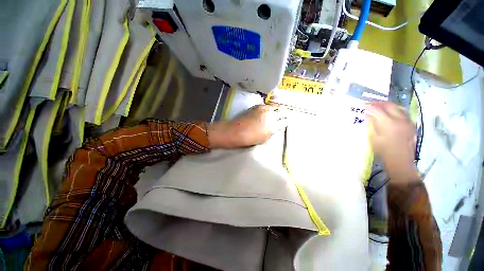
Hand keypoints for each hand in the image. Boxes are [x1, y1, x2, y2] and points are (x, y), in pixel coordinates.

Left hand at [208, 105, 288, 148]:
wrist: (238, 131)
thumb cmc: (251, 138)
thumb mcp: (266, 137)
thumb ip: (274, 129)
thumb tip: (278, 125)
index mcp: (273, 125)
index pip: (285, 120)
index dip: (287, 121)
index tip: (288, 121)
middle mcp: (270, 115)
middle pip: (282, 111)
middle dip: (285, 113)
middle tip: (286, 115)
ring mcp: (264, 109)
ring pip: (276, 106)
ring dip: (279, 109)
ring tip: (280, 110)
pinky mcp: (258, 106)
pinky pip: (268, 105)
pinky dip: (271, 107)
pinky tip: (271, 109)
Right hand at [366, 102, 419, 182]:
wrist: (400, 159)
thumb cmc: (383, 150)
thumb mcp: (373, 137)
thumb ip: (371, 124)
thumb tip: (367, 115)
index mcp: (388, 123)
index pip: (377, 110)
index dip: (369, 106)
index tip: (363, 105)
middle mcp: (400, 120)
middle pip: (389, 105)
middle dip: (379, 103)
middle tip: (371, 104)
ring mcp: (408, 121)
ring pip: (397, 107)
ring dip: (388, 106)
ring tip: (380, 107)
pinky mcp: (411, 124)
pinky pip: (403, 113)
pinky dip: (395, 111)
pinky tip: (391, 113)